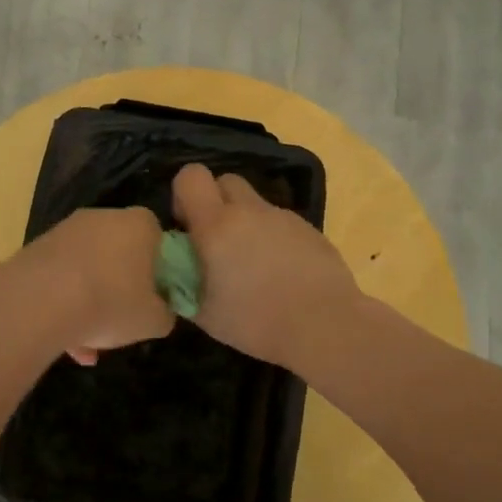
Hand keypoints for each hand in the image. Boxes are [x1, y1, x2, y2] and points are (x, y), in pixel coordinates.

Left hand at [16, 206, 174, 364]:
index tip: (154, 296)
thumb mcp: (154, 321)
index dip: (159, 268)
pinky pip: (60, 279)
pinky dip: (64, 306)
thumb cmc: (111, 302)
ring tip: (88, 346)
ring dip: (90, 304)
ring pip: (87, 270)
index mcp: (140, 225)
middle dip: (121, 287)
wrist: (40, 302)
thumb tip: (160, 310)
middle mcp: (103, 217)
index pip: (158, 238)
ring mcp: (66, 231)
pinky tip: (65, 343)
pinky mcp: (36, 249)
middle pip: (120, 253)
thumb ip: (165, 313)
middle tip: (122, 320)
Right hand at [172, 163, 358, 368]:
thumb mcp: (205, 315)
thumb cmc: (256, 322)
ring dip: (246, 222)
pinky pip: (280, 222)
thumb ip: (184, 286)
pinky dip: (272, 237)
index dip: (184, 195)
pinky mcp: (310, 229)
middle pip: (226, 181)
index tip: (187, 226)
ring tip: (252, 265)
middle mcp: (250, 211)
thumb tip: (176, 274)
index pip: (191, 176)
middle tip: (217, 242)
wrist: (324, 325)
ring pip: (255, 203)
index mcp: (217, 225)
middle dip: (216, 202)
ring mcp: (283, 217)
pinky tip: (281, 273)